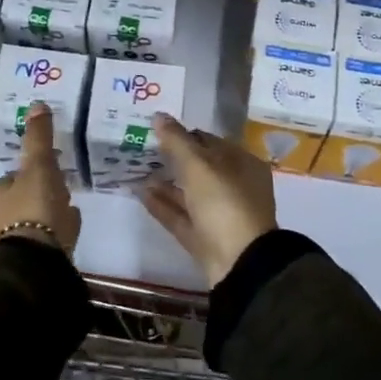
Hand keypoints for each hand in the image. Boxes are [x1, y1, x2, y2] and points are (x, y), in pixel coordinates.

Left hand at [0, 103, 81, 254]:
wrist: (37, 260)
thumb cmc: (35, 207)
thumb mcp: (39, 166)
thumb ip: (39, 138)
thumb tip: (37, 104)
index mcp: (0, 193)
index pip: (14, 176)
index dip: (31, 169)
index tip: (51, 164)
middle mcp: (3, 216)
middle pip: (26, 196)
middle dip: (43, 189)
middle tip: (63, 183)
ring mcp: (19, 239)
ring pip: (38, 216)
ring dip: (52, 208)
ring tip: (70, 203)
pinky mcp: (35, 257)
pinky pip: (50, 234)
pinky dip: (60, 227)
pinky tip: (71, 225)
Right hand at [141, 114, 277, 287]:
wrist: (239, 263)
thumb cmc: (224, 203)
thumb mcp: (199, 166)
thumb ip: (177, 140)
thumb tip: (159, 116)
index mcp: (242, 164)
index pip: (211, 142)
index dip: (184, 134)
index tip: (157, 130)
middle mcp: (234, 187)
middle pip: (199, 168)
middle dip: (172, 159)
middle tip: (142, 148)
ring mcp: (220, 215)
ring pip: (189, 193)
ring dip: (165, 182)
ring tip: (137, 170)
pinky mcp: (205, 238)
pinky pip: (181, 216)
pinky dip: (162, 204)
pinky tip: (141, 193)